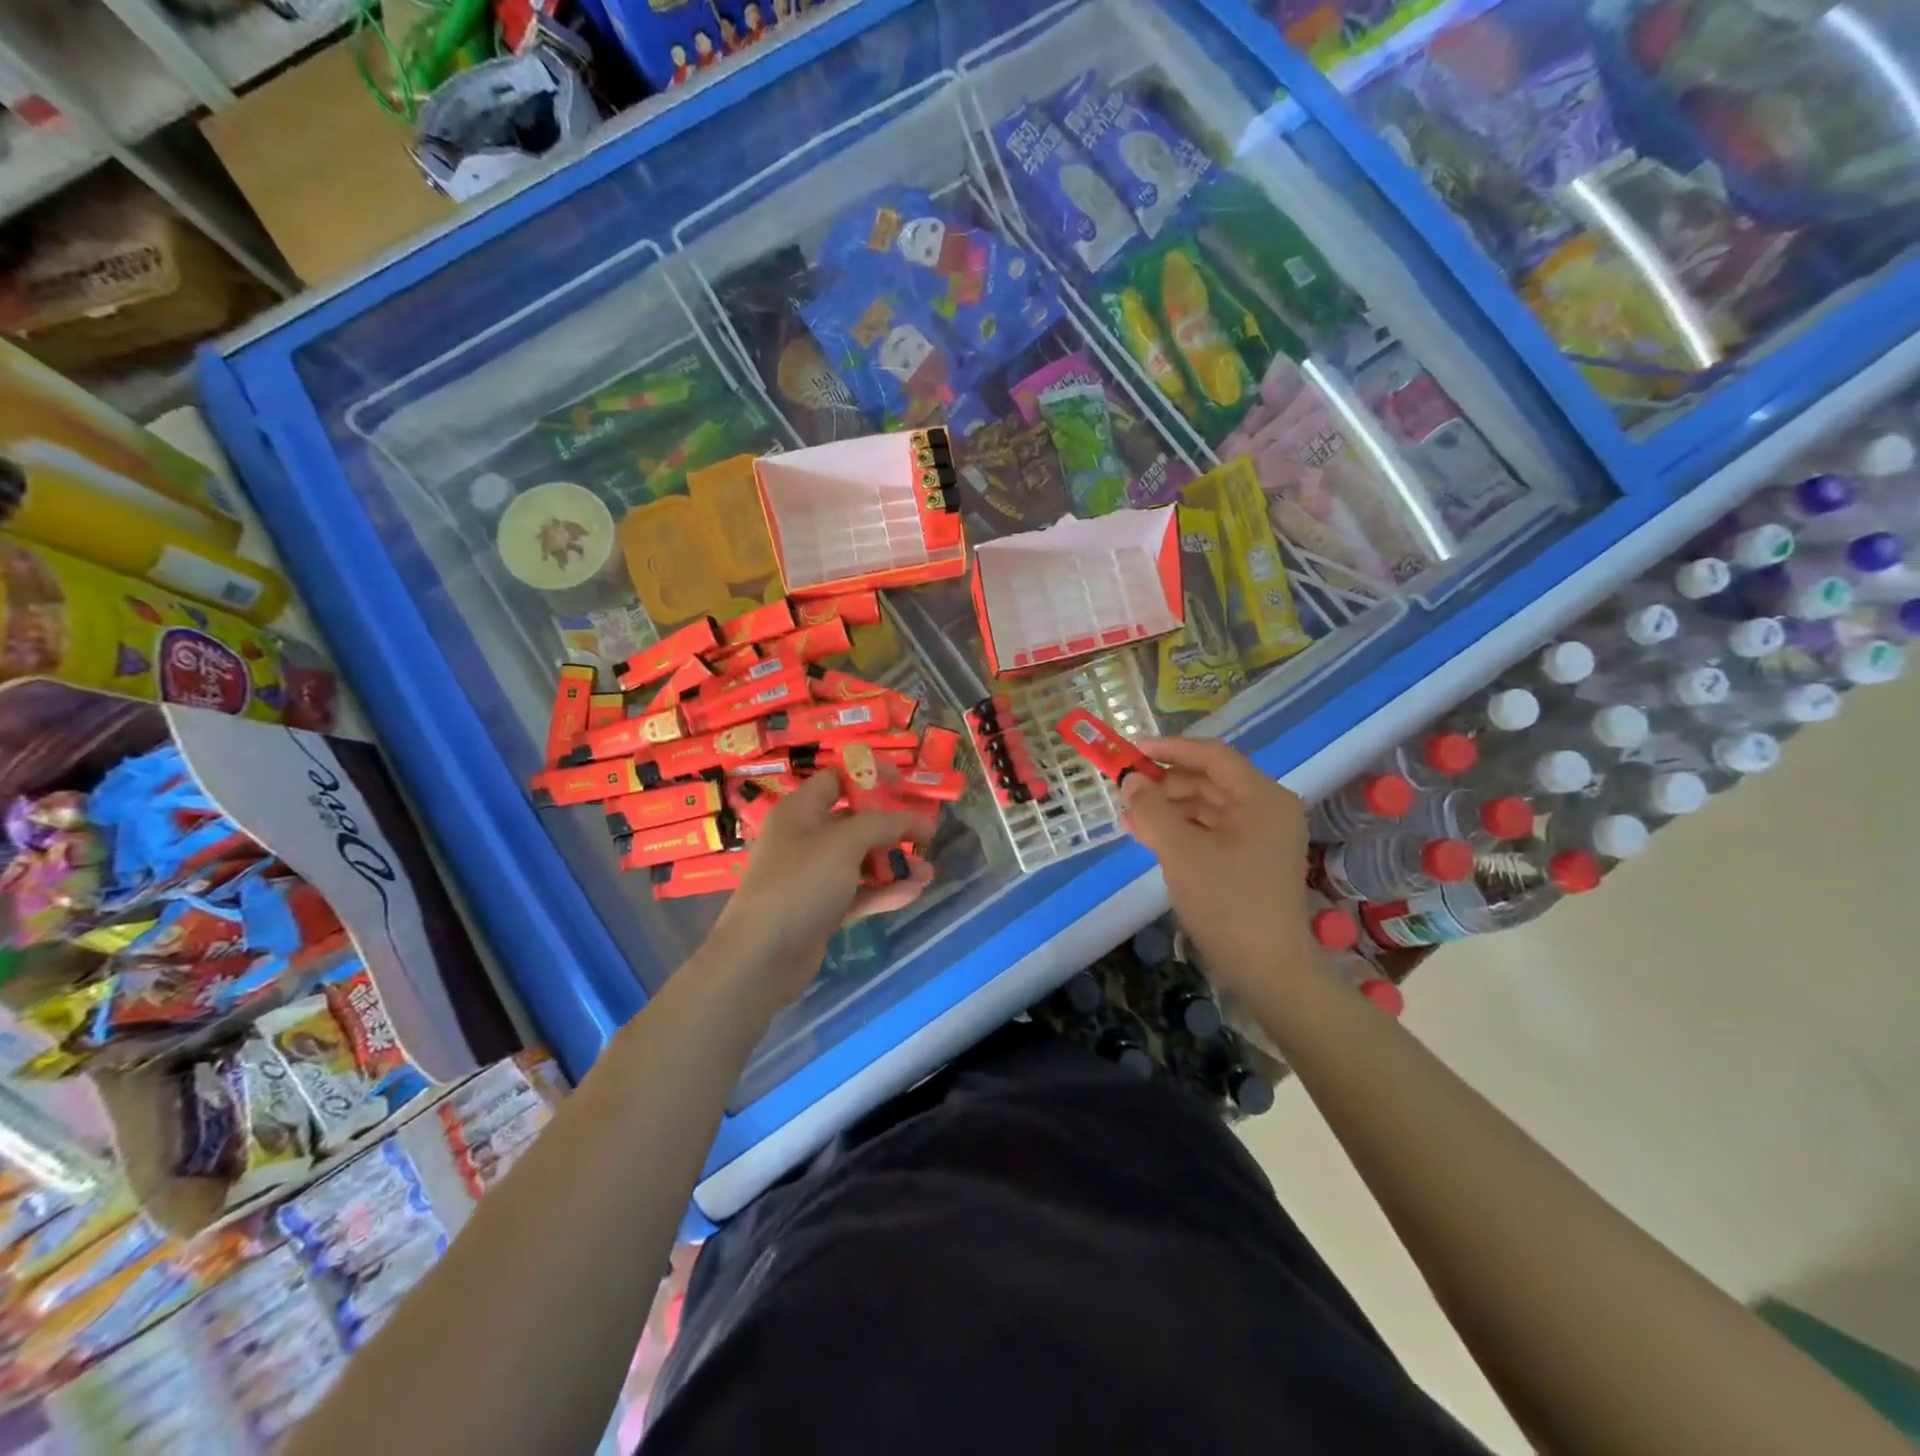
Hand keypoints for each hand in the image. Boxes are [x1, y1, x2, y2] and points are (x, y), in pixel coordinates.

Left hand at [705, 770, 933, 1008]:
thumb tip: (918, 819)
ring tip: (928, 873)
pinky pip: (859, 892)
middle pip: (855, 822)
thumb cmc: (801, 882)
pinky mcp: (822, 908)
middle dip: (893, 828)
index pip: (837, 780)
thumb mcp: (846, 843)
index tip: (905, 786)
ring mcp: (813, 876)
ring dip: (895, 863)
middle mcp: (805, 838)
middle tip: (926, 834)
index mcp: (801, 811)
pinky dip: (885, 890)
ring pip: (861, 860)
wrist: (762, 956)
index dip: (871, 777)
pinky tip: (914, 893)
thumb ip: (884, 824)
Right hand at [1119, 737, 1316, 993]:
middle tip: (1125, 790)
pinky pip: (1211, 830)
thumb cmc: (1227, 902)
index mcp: (1262, 797)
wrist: (1267, 970)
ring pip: (1207, 806)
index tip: (1131, 750)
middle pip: (1209, 780)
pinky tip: (1150, 836)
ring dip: (1168, 807)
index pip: (1212, 756)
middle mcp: (1267, 808)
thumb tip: (1129, 780)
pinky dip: (1181, 829)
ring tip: (1130, 817)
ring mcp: (1261, 835)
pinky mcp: (1251, 859)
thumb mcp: (1180, 851)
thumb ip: (1151, 809)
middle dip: (1165, 783)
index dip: (1170, 749)